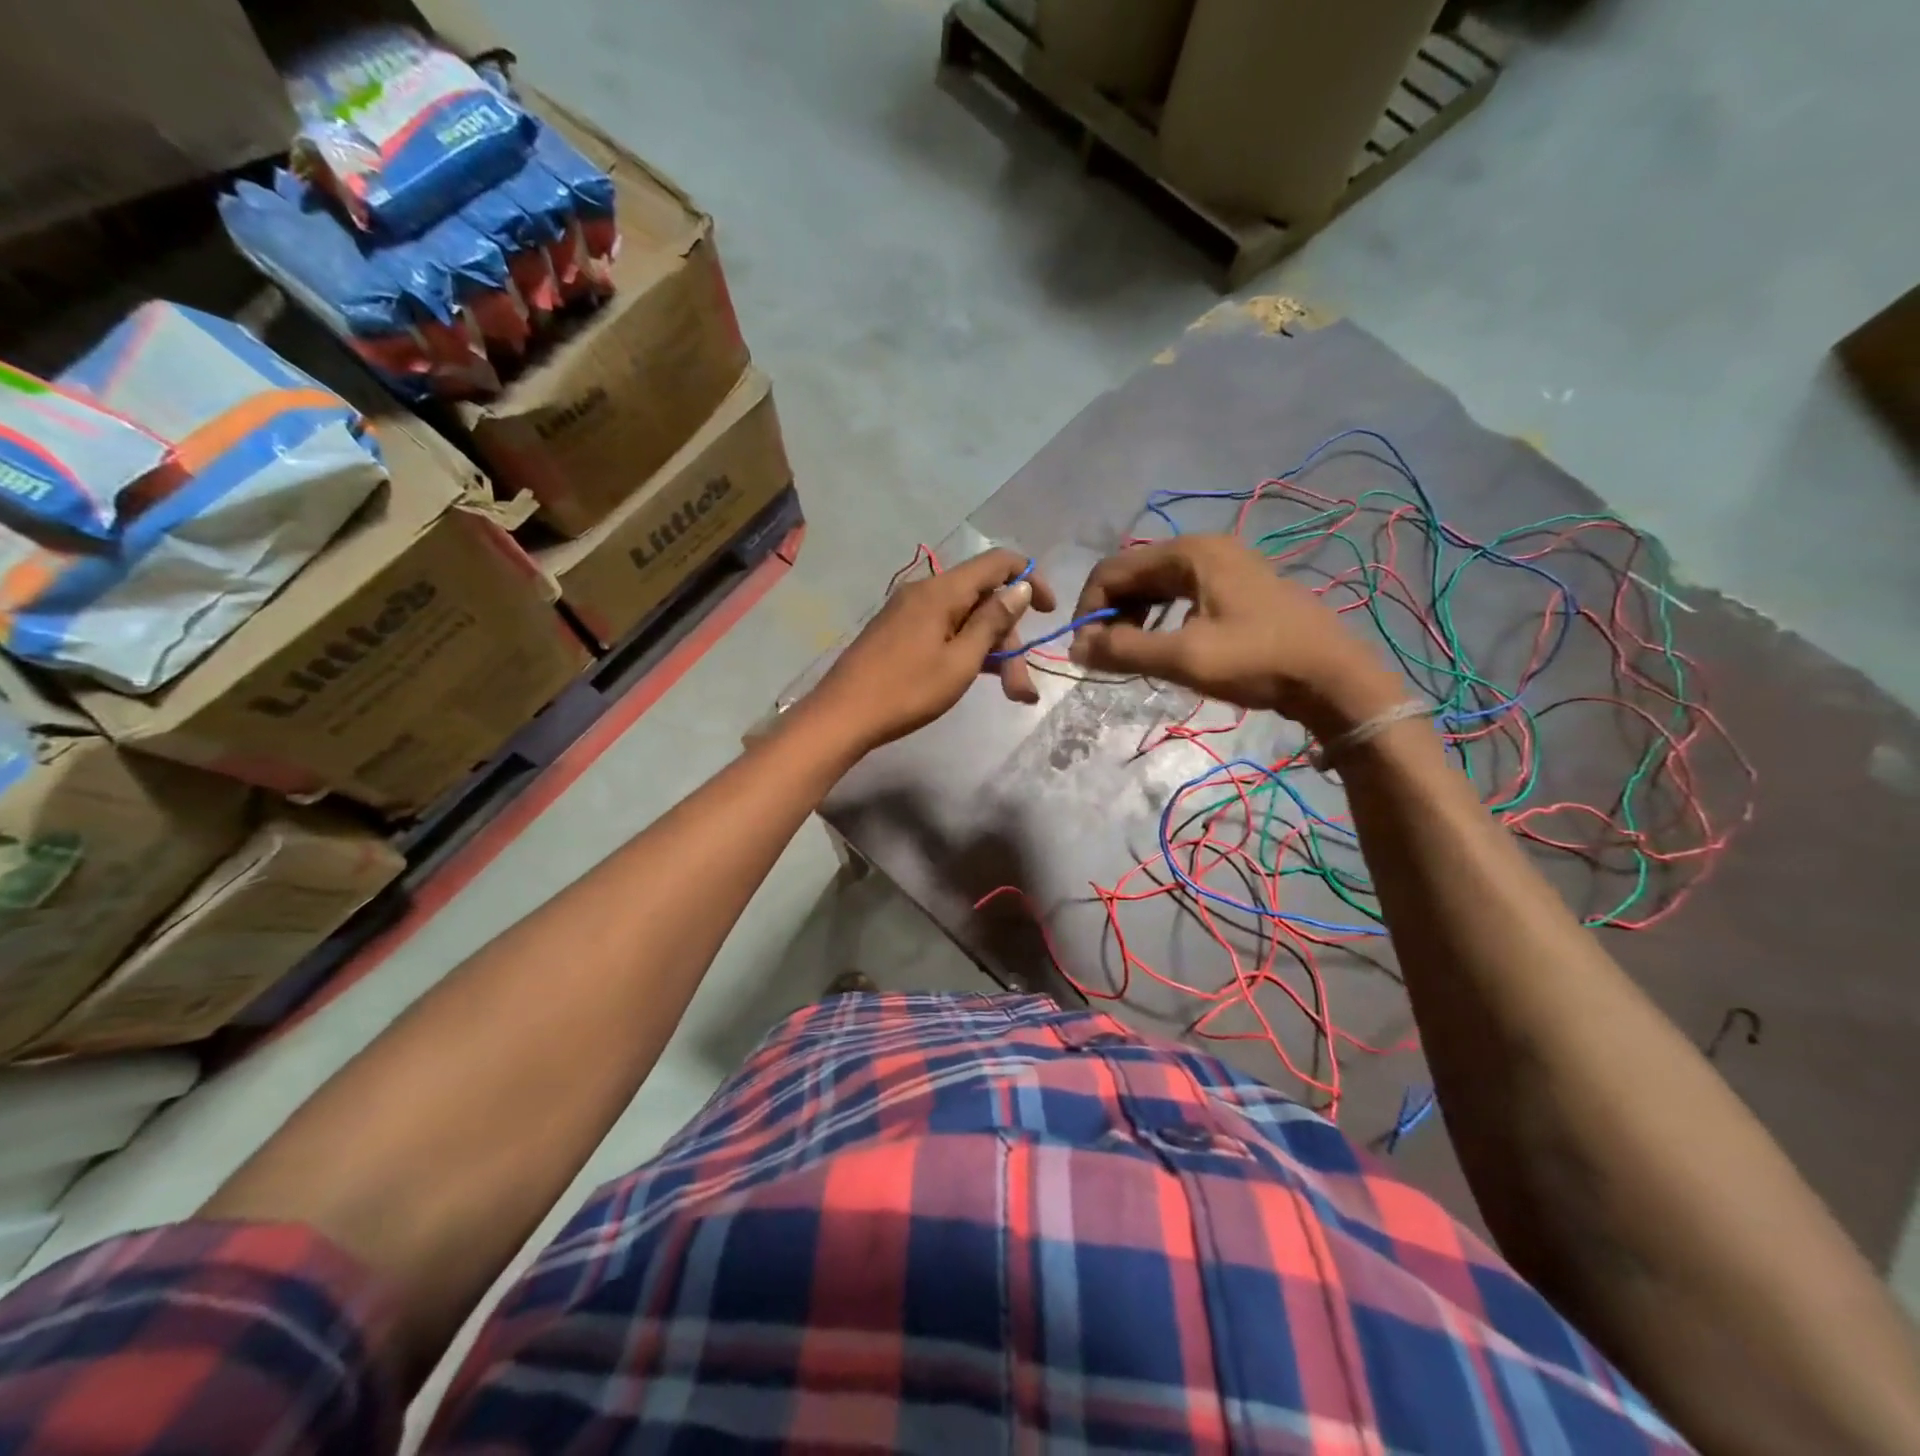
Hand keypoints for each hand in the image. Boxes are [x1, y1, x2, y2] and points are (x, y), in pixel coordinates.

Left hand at [809, 548, 1056, 751]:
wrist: (842, 716)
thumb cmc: (907, 690)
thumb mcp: (961, 660)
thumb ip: (992, 621)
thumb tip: (1021, 587)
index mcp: (942, 590)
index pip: (997, 562)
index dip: (1030, 579)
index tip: (1049, 612)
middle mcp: (926, 591)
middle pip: (983, 601)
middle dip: (1011, 640)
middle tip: (1022, 688)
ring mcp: (910, 612)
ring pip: (965, 620)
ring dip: (992, 652)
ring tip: (1012, 695)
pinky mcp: (899, 632)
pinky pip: (944, 631)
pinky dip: (967, 651)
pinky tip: (980, 678)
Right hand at [1068, 535, 1402, 738]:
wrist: (1334, 677)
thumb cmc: (1258, 661)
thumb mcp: (1185, 657)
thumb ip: (1124, 650)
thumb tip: (1076, 649)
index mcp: (1189, 552)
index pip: (1112, 569)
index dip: (1089, 609)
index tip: (1086, 652)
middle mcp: (1203, 548)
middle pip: (1133, 574)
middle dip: (1110, 613)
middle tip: (1106, 657)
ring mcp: (1223, 566)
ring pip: (1156, 586)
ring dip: (1133, 617)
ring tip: (1131, 654)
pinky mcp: (1236, 587)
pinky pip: (1180, 595)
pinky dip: (1159, 618)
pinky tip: (1163, 645)